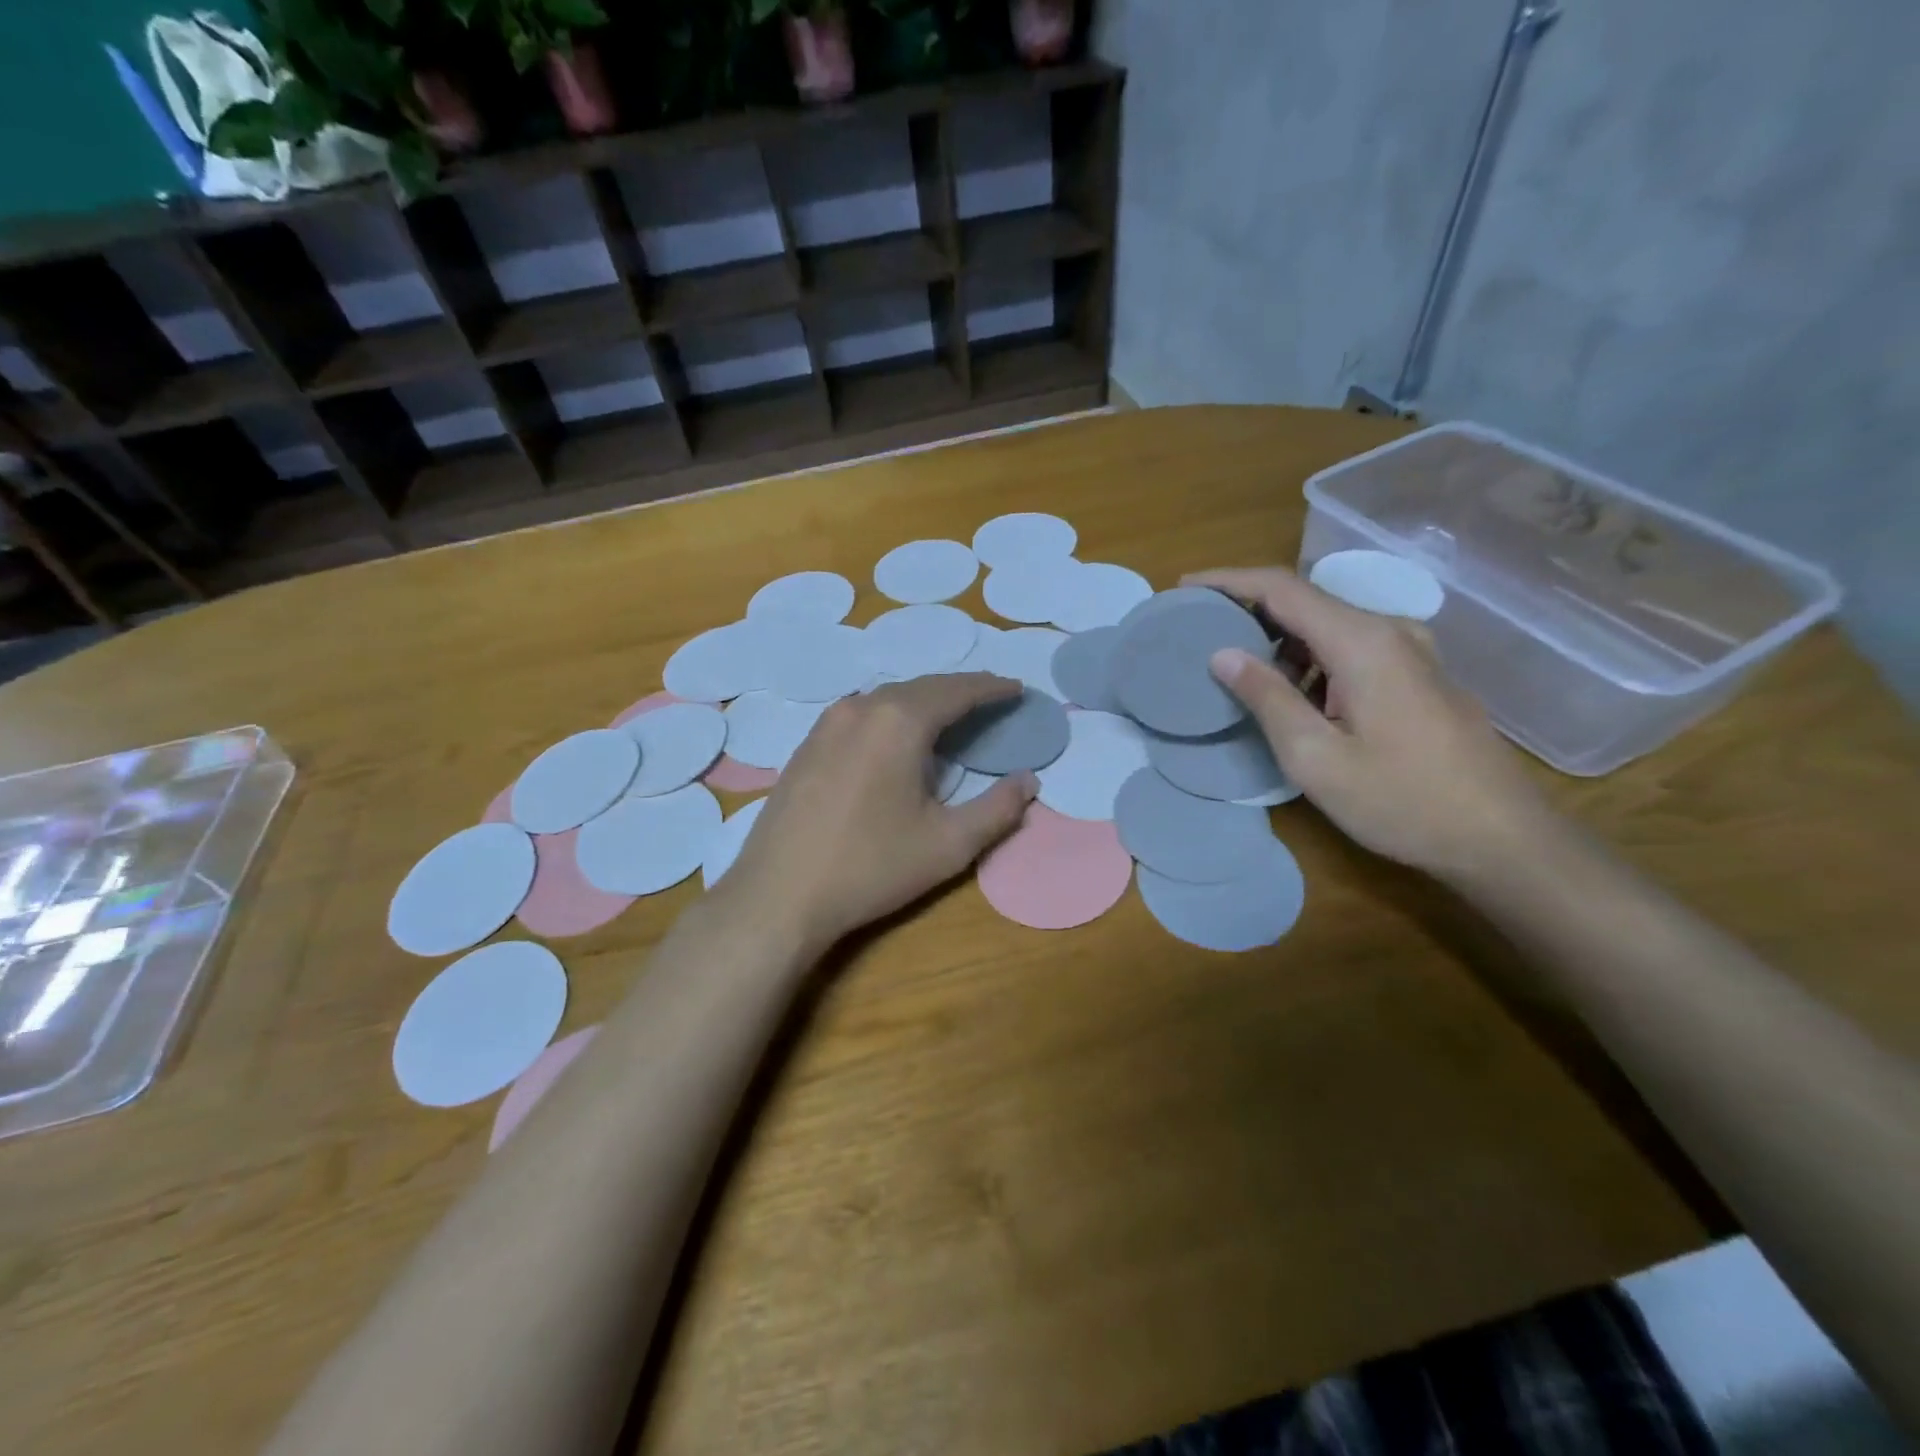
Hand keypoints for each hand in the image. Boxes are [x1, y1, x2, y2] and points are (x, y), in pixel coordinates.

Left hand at [720, 673, 1037, 951]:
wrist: (778, 895)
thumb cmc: (870, 867)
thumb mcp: (948, 844)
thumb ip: (998, 810)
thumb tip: (1029, 781)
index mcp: (899, 721)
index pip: (957, 691)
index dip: (991, 688)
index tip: (1017, 690)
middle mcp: (861, 707)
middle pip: (922, 687)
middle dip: (960, 690)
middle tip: (991, 699)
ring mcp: (827, 724)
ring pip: (887, 698)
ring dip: (924, 701)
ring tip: (950, 716)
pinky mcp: (806, 745)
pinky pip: (861, 714)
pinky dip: (891, 715)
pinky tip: (897, 738)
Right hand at [1186, 567, 1556, 882]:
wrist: (1501, 838)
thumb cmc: (1401, 801)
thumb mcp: (1316, 757)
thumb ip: (1267, 698)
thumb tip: (1222, 654)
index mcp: (1362, 642)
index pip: (1282, 588)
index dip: (1227, 580)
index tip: (1182, 587)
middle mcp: (1389, 631)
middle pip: (1306, 600)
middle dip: (1247, 607)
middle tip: (1198, 628)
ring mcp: (1410, 652)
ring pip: (1328, 625)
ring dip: (1277, 637)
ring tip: (1231, 661)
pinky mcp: (1418, 676)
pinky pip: (1349, 647)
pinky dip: (1308, 657)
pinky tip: (1287, 689)